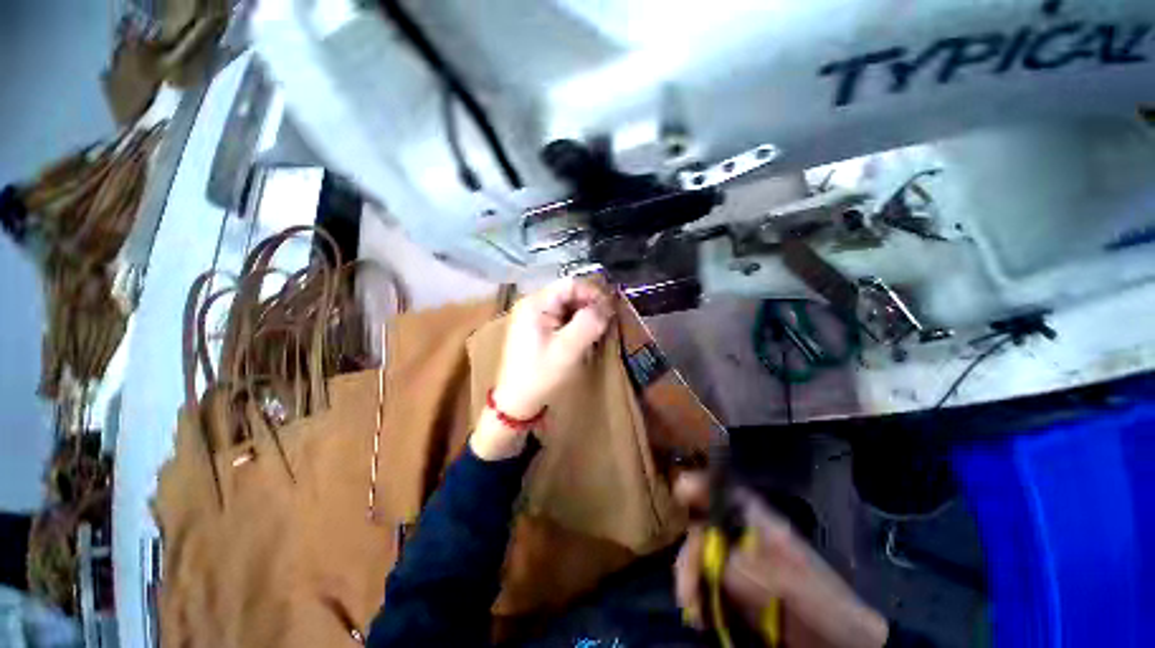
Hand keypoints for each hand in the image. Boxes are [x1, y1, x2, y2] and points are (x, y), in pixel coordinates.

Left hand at [471, 278, 613, 459]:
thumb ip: (589, 323)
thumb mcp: (568, 349)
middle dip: (590, 306)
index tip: (611, 311)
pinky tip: (584, 337)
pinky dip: (576, 324)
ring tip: (597, 331)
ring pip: (567, 306)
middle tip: (606, 323)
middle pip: (569, 294)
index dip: (593, 294)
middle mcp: (533, 304)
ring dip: (584, 316)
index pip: (571, 284)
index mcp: (535, 303)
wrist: (517, 402)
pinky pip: (562, 318)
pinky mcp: (537, 328)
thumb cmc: (541, 375)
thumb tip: (607, 306)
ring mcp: (534, 316)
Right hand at [673, 473, 888, 647]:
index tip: (679, 492)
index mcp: (756, 520)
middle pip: (703, 529)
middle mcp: (742, 534)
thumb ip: (735, 562)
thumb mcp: (775, 575)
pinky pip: (709, 582)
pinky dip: (700, 596)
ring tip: (693, 612)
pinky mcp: (738, 587)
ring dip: (691, 580)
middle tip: (686, 592)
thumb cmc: (814, 596)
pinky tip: (700, 614)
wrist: (840, 639)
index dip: (699, 485)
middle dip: (690, 557)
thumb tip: (700, 554)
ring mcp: (739, 561)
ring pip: (702, 557)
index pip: (721, 490)